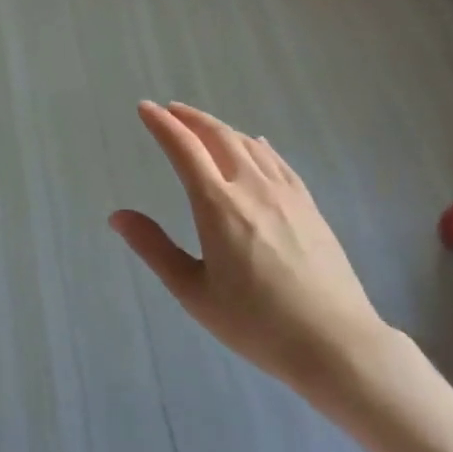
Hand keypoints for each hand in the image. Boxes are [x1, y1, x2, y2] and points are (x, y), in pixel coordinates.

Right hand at [110, 102, 392, 404]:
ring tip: (203, 126)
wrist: (335, 343)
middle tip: (171, 110)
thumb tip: (117, 216)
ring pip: (249, 144)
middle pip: (218, 136)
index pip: (184, 149)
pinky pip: (278, 161)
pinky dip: (257, 145)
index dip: (162, 125)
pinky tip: (256, 144)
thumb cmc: (256, 323)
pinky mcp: (309, 205)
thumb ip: (154, 249)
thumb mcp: (194, 292)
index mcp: (218, 205)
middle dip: (190, 118)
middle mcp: (251, 187)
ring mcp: (285, 194)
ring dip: (221, 128)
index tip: (145, 108)